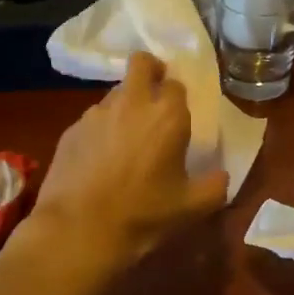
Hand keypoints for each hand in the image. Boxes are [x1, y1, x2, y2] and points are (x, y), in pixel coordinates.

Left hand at [26, 52, 229, 268]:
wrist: (78, 230)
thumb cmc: (142, 215)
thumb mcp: (191, 207)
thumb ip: (215, 186)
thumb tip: (221, 175)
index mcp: (167, 116)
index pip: (176, 84)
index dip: (178, 97)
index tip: (179, 115)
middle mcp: (131, 103)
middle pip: (141, 64)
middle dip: (150, 71)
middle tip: (155, 95)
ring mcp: (96, 113)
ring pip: (115, 93)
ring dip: (125, 105)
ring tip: (127, 139)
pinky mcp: (71, 129)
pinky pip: (93, 119)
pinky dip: (101, 130)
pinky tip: (100, 160)